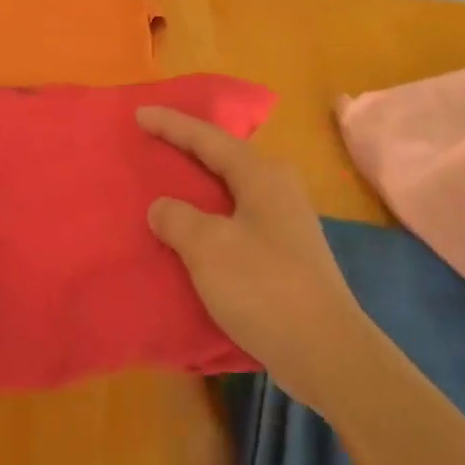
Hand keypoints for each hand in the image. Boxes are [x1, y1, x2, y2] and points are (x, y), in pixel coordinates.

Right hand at [137, 106, 367, 410]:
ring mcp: (285, 221)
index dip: (172, 125)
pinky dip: (210, 212)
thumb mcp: (208, 248)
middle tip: (155, 139)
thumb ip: (178, 219)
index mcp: (261, 175)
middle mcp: (277, 188)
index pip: (208, 138)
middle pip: (224, 156)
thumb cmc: (264, 288)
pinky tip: (194, 227)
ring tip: (169, 179)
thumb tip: (163, 207)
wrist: (325, 351)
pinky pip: (237, 215)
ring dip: (199, 182)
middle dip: (189, 146)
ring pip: (232, 187)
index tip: (139, 113)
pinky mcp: (284, 251)